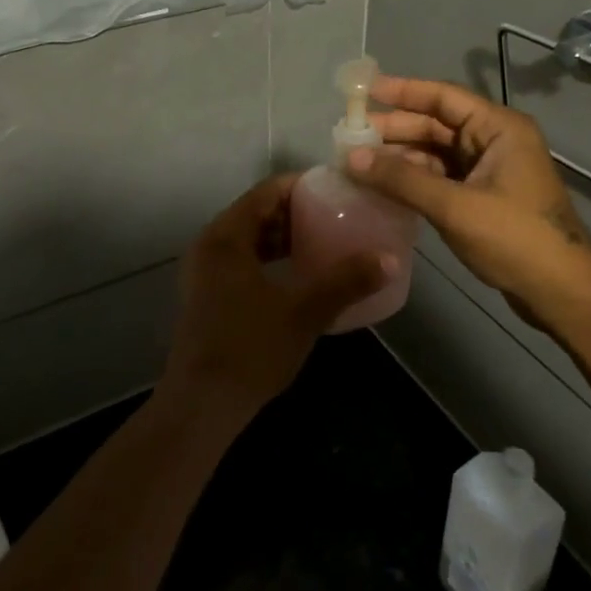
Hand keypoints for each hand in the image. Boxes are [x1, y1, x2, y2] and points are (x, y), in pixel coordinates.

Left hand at [158, 175, 390, 421]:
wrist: (202, 404)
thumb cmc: (250, 348)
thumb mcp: (304, 312)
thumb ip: (345, 282)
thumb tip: (389, 259)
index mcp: (226, 236)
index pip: (266, 191)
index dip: (302, 186)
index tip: (336, 190)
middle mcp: (210, 244)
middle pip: (256, 212)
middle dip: (295, 211)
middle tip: (335, 215)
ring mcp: (204, 271)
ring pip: (248, 238)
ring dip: (282, 236)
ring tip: (322, 241)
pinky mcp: (206, 294)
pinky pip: (242, 259)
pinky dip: (269, 258)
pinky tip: (296, 275)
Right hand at [345, 76, 590, 308]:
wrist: (564, 293)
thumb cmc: (514, 238)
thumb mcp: (454, 206)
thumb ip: (401, 179)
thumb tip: (351, 157)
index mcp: (498, 128)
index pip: (443, 96)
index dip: (402, 91)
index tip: (363, 91)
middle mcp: (494, 140)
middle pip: (437, 124)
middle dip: (395, 128)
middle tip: (350, 135)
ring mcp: (491, 169)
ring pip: (437, 151)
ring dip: (401, 155)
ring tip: (359, 161)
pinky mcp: (485, 196)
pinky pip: (443, 176)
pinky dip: (415, 178)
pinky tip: (385, 185)